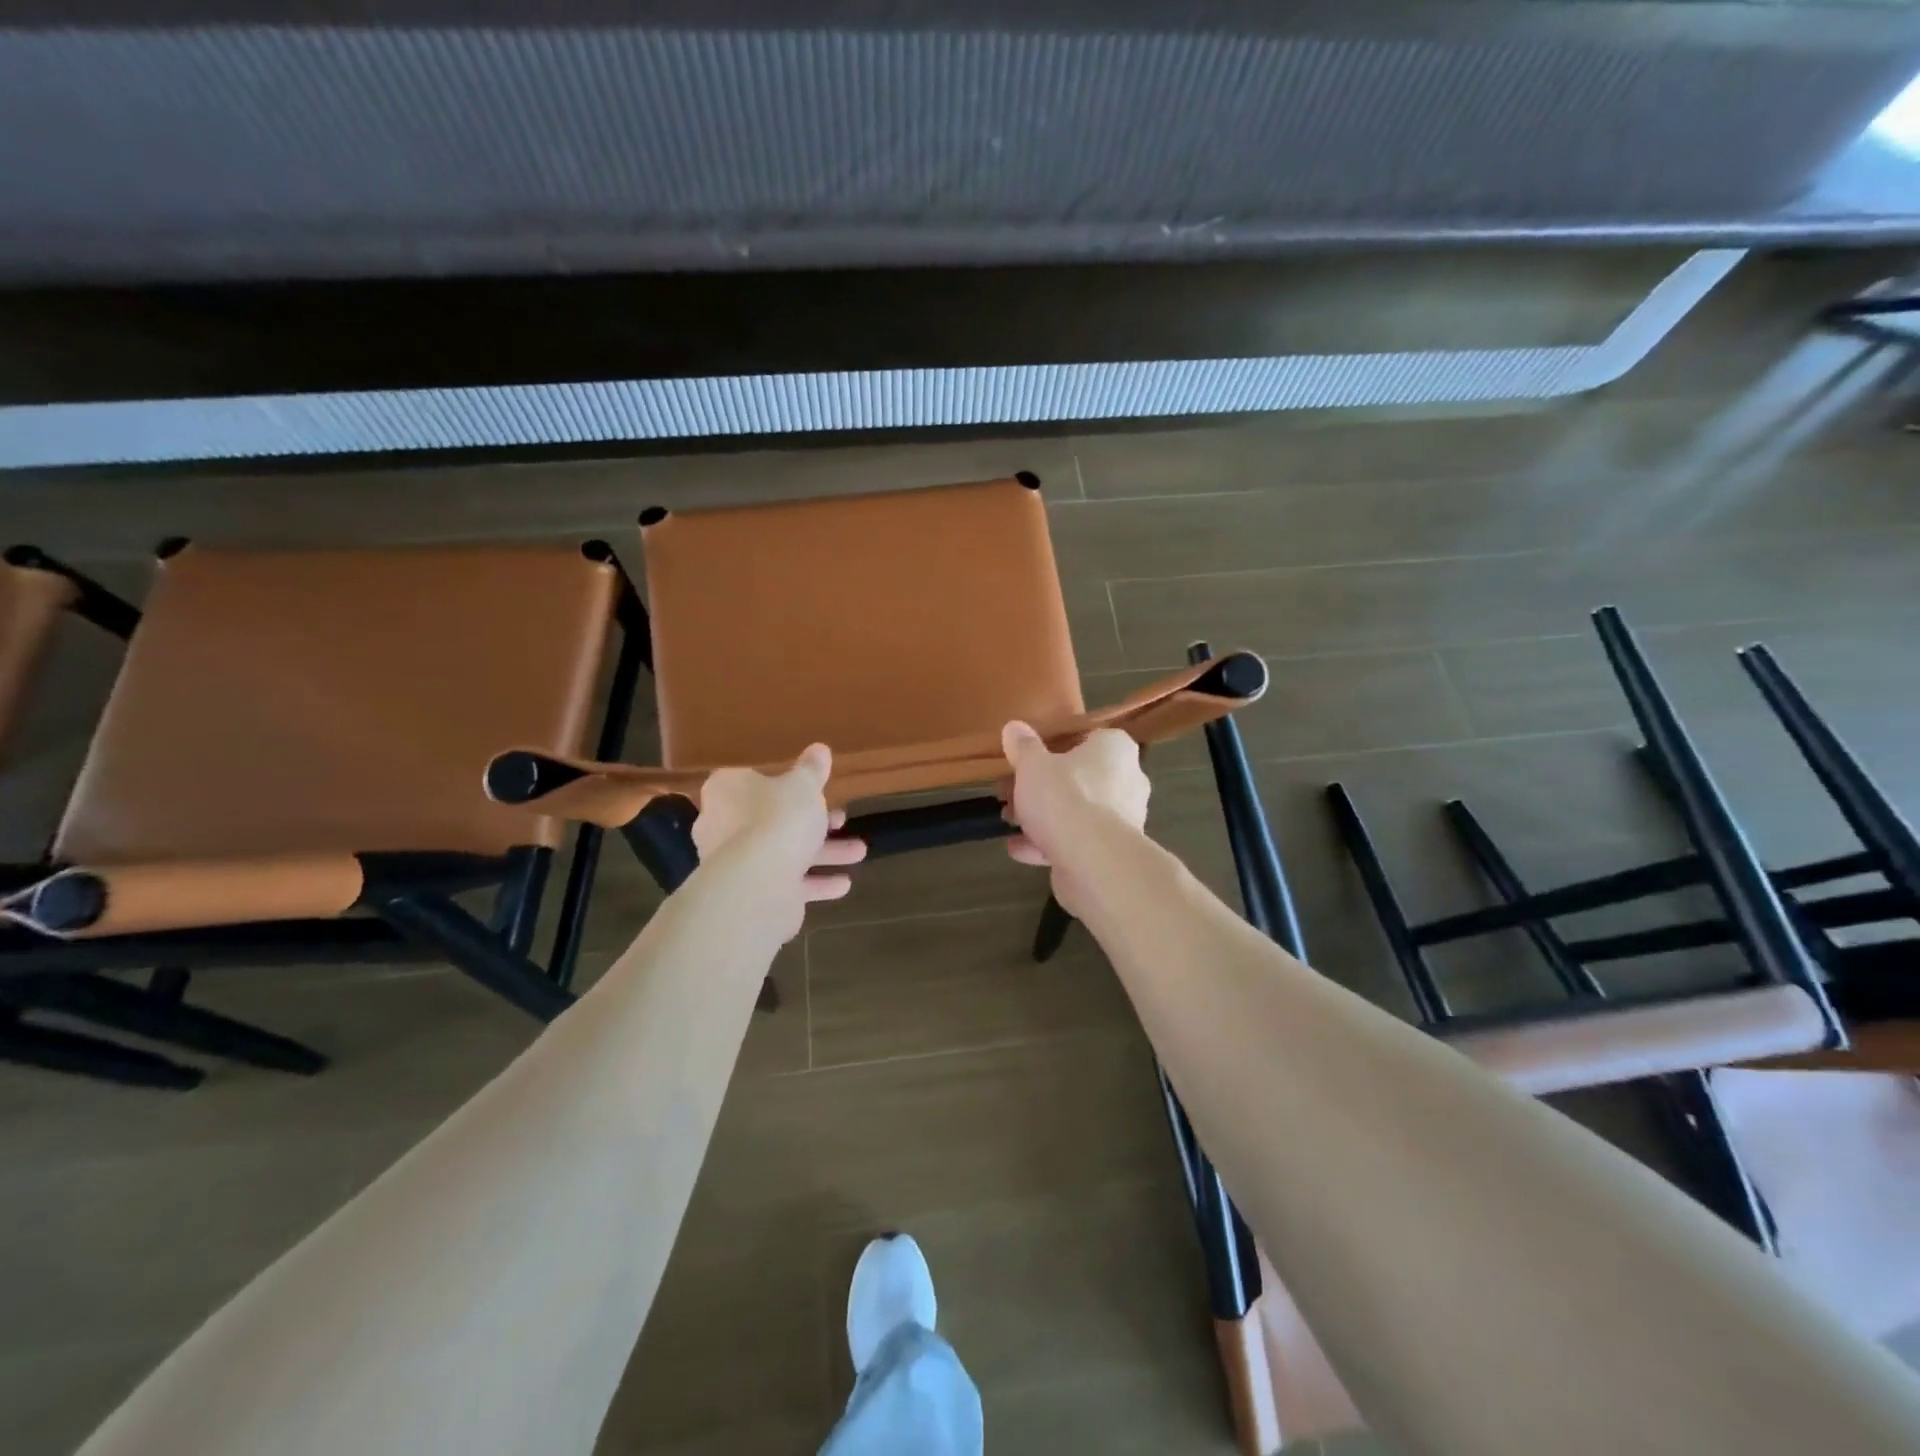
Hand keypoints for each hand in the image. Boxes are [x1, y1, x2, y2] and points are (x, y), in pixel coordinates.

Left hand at [694, 744, 866, 940]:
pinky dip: (815, 883)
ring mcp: (735, 863)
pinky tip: (844, 884)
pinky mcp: (750, 893)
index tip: (814, 788)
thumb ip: (812, 769)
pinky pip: (787, 883)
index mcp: (727, 791)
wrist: (758, 883)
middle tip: (842, 820)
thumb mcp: (803, 785)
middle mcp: (723, 825)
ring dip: (824, 853)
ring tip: (859, 852)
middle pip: (773, 818)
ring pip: (785, 852)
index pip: (752, 779)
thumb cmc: (778, 818)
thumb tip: (819, 749)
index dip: (784, 783)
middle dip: (814, 822)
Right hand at [1001, 723, 1149, 912]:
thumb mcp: (1032, 764)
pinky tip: (1018, 850)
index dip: (1056, 746)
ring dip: (1043, 818)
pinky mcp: (1113, 852)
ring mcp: (1123, 820)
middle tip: (1011, 792)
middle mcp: (1128, 781)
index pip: (1088, 738)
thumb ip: (1023, 746)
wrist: (1091, 860)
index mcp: (1116, 749)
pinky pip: (1078, 842)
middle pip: (1079, 778)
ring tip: (1010, 822)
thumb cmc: (1064, 796)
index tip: (1029, 758)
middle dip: (1043, 788)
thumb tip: (1014, 728)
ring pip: (1077, 812)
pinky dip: (1049, 844)